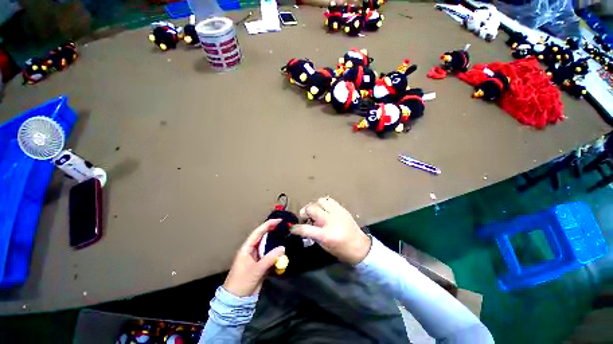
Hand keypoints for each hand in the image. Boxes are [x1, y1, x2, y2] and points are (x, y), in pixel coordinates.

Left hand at [223, 219, 285, 296]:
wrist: (236, 302)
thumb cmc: (242, 282)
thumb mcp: (256, 270)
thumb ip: (270, 258)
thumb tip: (283, 247)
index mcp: (247, 248)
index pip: (258, 233)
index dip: (268, 225)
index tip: (278, 220)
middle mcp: (252, 251)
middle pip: (263, 238)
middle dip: (273, 232)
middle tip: (284, 228)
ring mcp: (257, 258)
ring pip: (268, 247)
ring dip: (276, 244)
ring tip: (286, 237)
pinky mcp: (260, 266)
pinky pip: (270, 257)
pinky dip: (276, 255)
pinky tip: (283, 253)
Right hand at [291, 197, 370, 264]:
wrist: (360, 247)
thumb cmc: (341, 251)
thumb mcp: (325, 247)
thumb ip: (313, 235)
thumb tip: (304, 226)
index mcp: (325, 235)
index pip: (305, 229)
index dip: (295, 228)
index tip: (292, 227)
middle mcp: (330, 221)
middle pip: (311, 208)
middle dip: (304, 212)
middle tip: (306, 217)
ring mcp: (337, 213)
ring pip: (320, 201)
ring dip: (315, 206)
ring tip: (316, 212)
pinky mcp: (342, 209)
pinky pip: (329, 200)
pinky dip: (324, 204)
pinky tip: (324, 210)